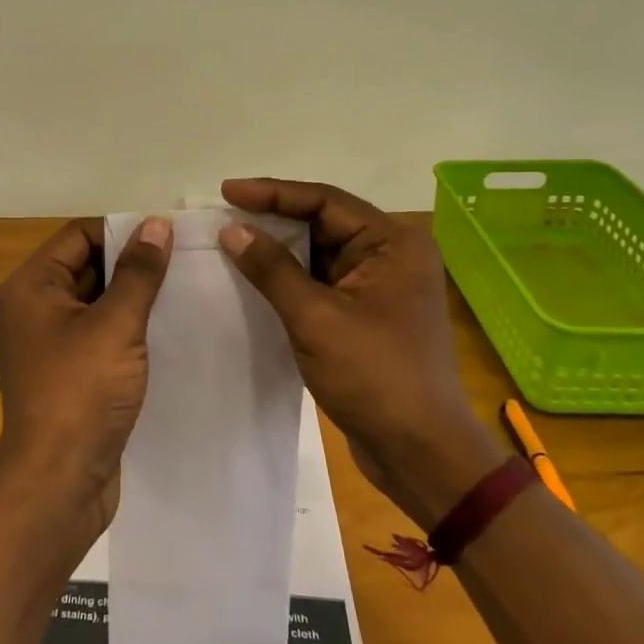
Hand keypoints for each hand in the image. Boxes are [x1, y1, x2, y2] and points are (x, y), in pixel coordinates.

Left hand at [0, 216, 173, 551]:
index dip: (122, 231)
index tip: (170, 237)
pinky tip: (171, 329)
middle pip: (89, 266)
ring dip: (136, 298)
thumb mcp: (115, 325)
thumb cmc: (81, 393)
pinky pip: (103, 335)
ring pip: (99, 303)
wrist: (58, 484)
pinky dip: (131, 329)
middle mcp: (35, 308)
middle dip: (133, 264)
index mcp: (32, 286)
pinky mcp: (72, 373)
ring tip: (187, 291)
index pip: (79, 236)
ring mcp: (53, 343)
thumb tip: (157, 224)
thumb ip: (139, 272)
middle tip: (187, 262)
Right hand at [218, 178, 504, 524]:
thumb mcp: (316, 317)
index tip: (227, 191)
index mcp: (393, 243)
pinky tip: (255, 278)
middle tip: (224, 213)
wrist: (419, 452)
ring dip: (279, 249)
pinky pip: (322, 282)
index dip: (273, 193)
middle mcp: (392, 256)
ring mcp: (380, 287)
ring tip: (231, 241)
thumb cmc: (374, 376)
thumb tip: (232, 229)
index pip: (325, 201)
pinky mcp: (367, 315)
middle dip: (274, 218)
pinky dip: (290, 279)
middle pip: (324, 222)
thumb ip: (272, 269)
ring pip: (320, 254)